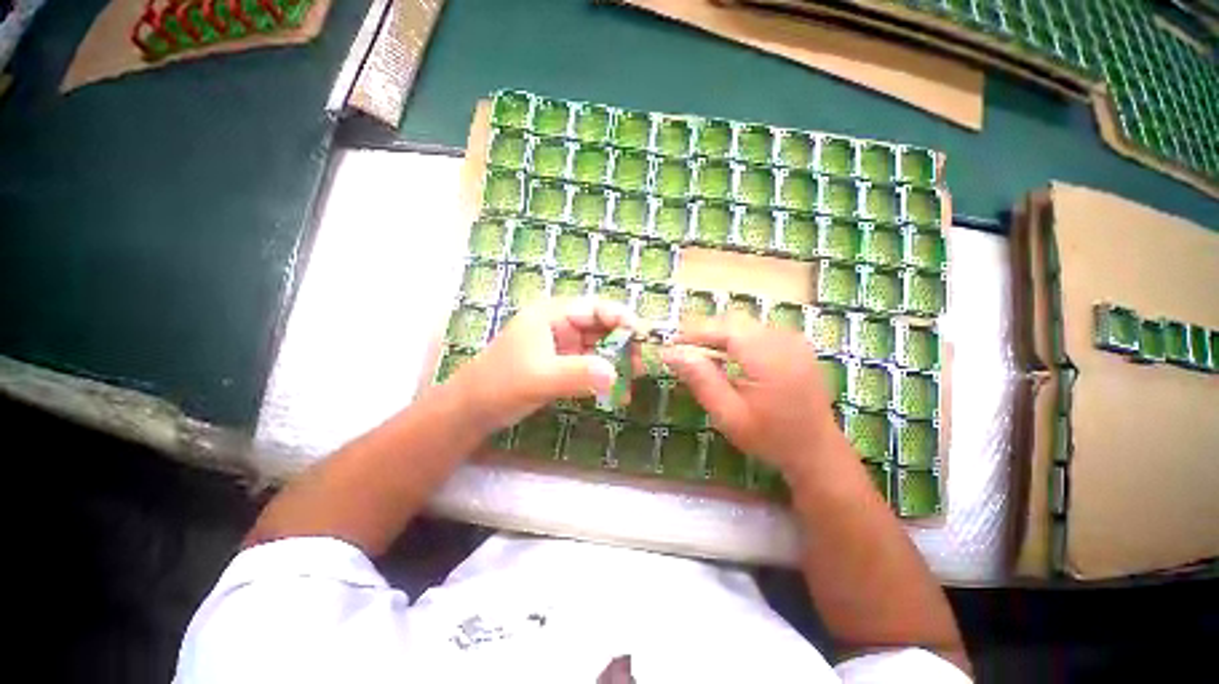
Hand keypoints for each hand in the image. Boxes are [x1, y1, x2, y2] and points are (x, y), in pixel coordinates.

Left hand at [451, 298, 637, 429]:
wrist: (473, 410)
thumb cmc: (500, 385)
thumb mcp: (540, 378)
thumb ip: (577, 374)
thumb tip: (616, 375)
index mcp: (552, 314)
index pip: (595, 308)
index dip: (622, 318)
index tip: (644, 335)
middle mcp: (561, 325)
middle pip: (602, 327)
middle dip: (625, 343)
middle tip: (646, 362)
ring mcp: (563, 346)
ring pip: (600, 347)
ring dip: (619, 362)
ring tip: (638, 377)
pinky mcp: (564, 365)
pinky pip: (592, 366)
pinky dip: (607, 377)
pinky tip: (620, 392)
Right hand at [661, 316, 844, 477]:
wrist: (817, 451)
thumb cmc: (770, 438)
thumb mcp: (728, 415)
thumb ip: (701, 380)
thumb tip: (671, 353)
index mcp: (768, 357)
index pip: (724, 329)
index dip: (694, 331)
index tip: (670, 342)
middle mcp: (784, 340)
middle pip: (735, 322)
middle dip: (705, 331)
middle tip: (682, 348)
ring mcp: (794, 340)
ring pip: (746, 324)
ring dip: (720, 333)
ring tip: (699, 352)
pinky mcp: (796, 345)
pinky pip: (759, 330)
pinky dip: (737, 337)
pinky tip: (727, 355)